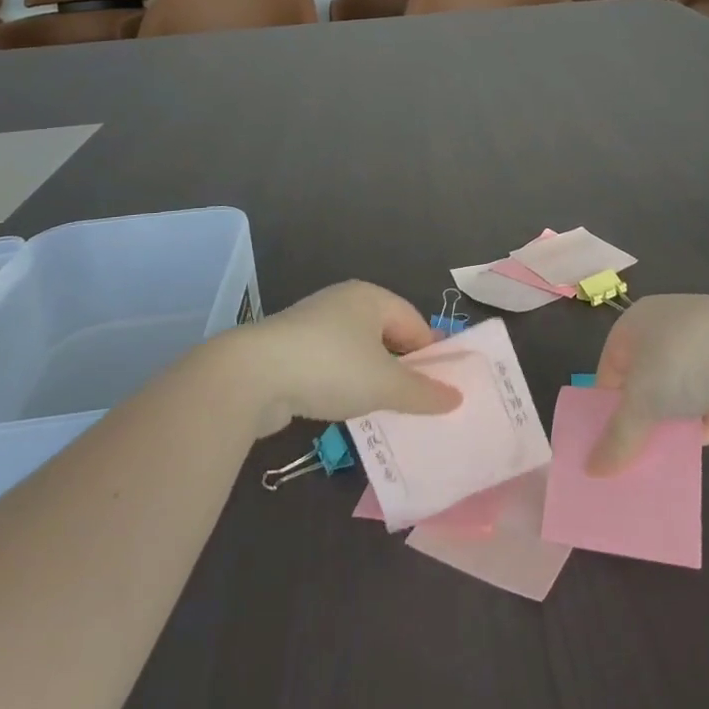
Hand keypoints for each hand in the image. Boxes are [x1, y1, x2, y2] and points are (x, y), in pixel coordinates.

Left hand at [233, 281, 462, 437]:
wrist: (252, 375)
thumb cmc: (331, 367)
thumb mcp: (385, 384)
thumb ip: (423, 392)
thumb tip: (456, 398)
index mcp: (371, 297)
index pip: (415, 323)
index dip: (431, 355)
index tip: (441, 389)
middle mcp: (344, 302)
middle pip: (387, 336)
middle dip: (402, 369)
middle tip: (417, 403)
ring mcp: (314, 324)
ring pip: (358, 353)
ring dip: (372, 380)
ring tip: (383, 411)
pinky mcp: (290, 349)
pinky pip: (331, 365)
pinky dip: (343, 385)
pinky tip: (345, 409)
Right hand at [587, 294, 708, 475]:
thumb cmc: (683, 361)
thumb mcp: (641, 401)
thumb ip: (617, 437)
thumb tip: (592, 470)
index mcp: (638, 320)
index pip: (611, 363)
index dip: (604, 402)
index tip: (601, 440)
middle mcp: (669, 328)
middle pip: (644, 380)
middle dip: (638, 418)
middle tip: (627, 456)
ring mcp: (706, 350)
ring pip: (677, 395)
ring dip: (669, 426)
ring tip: (656, 464)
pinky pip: (707, 407)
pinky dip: (699, 429)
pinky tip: (689, 459)